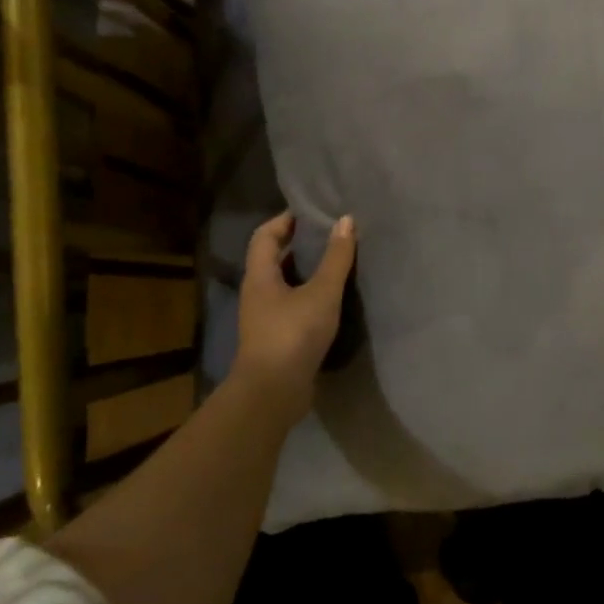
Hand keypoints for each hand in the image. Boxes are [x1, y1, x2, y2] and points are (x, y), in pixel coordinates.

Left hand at [232, 211, 356, 416]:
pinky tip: (332, 299)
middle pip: (273, 258)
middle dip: (298, 244)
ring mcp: (265, 318)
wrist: (273, 392)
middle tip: (329, 233)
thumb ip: (336, 258)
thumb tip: (346, 220)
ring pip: (284, 283)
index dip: (285, 220)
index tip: (310, 211)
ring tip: (335, 261)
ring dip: (305, 271)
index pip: (265, 235)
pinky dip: (309, 295)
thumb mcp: (322, 293)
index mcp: (260, 276)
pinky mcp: (277, 338)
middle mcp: (257, 293)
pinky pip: (292, 305)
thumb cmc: (293, 334)